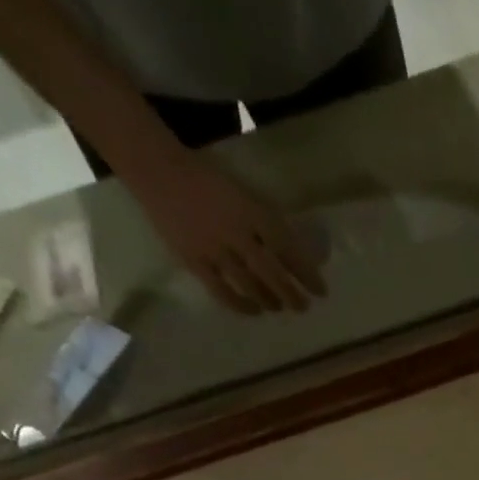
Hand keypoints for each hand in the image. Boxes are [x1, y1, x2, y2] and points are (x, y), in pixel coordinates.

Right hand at [126, 148, 325, 315]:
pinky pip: (223, 293)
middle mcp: (236, 234)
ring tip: (279, 307)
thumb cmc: (207, 178)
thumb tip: (293, 253)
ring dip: (270, 301)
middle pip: (272, 274)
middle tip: (303, 306)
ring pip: (251, 286)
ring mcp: (215, 250)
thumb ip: (266, 223)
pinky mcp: (195, 262)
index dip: (306, 273)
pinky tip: (254, 311)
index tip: (321, 290)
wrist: (157, 168)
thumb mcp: (245, 194)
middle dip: (291, 294)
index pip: (287, 249)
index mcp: (252, 212)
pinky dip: (242, 306)